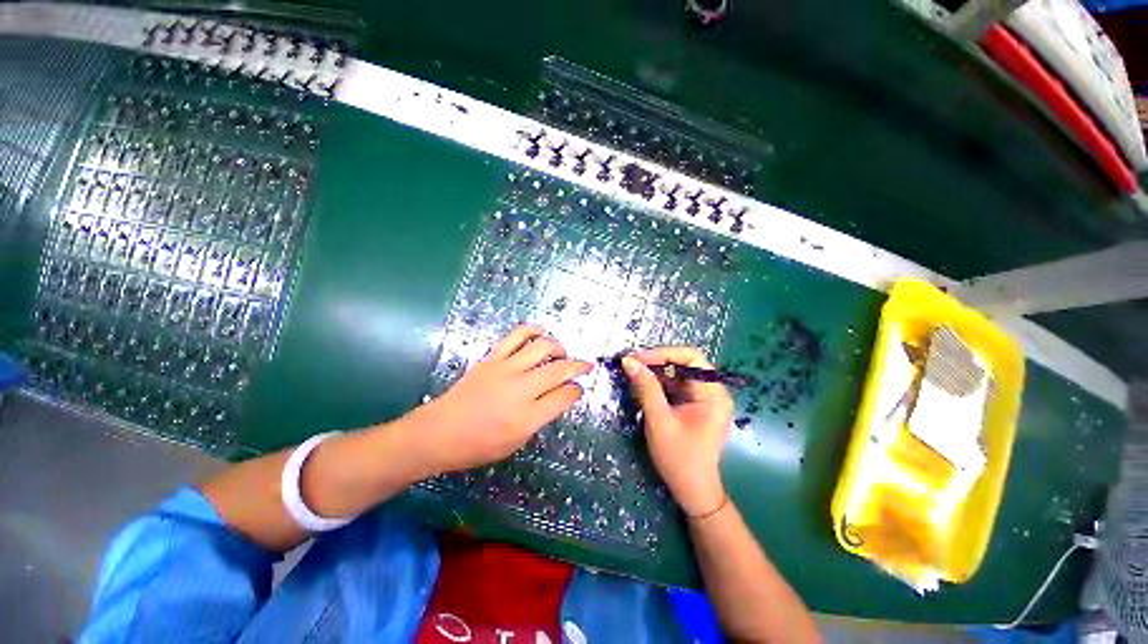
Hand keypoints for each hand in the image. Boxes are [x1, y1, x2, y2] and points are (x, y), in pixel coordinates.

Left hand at [404, 325, 591, 475]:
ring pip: (542, 347)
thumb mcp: (516, 442)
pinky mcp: (492, 358)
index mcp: (527, 417)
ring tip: (563, 352)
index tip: (579, 390)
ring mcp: (505, 369)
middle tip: (586, 366)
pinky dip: (533, 330)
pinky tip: (542, 331)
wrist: (438, 432)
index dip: (576, 391)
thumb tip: (558, 396)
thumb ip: (540, 417)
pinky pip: (516, 336)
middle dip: (578, 366)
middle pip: (559, 369)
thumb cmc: (478, 446)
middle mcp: (520, 389)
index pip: (564, 396)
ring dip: (559, 347)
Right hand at [622, 347, 733, 516]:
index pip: (691, 357)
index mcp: (713, 393)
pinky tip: (641, 387)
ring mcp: (703, 398)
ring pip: (676, 375)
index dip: (663, 353)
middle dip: (656, 363)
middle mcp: (712, 391)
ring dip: (654, 373)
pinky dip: (657, 385)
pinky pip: (674, 387)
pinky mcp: (693, 406)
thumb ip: (646, 388)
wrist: (692, 491)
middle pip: (683, 364)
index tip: (637, 359)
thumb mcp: (659, 420)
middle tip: (630, 364)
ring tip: (632, 374)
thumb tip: (629, 361)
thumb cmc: (679, 458)